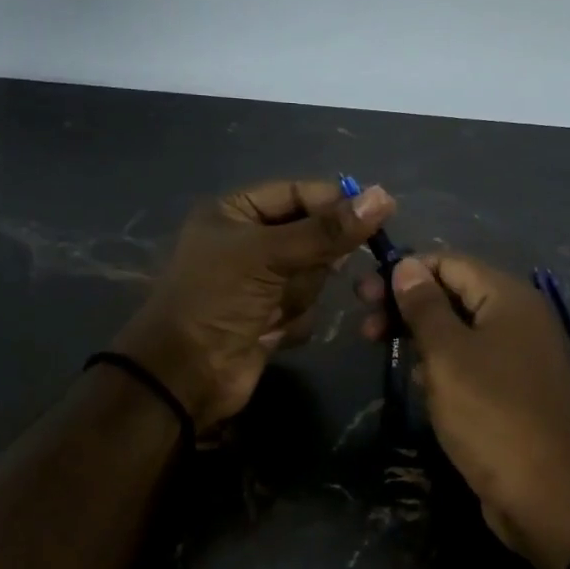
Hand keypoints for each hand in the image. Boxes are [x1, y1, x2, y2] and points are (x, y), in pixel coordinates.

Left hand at [116, 179, 394, 433]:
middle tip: (297, 275)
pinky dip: (294, 320)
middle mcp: (249, 242)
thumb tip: (383, 196)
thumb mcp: (269, 255)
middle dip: (312, 261)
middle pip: (312, 237)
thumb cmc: (217, 298)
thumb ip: (327, 230)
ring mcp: (261, 282)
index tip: (378, 214)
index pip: (298, 194)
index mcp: (236, 212)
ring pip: (313, 275)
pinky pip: (307, 307)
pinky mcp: (271, 317)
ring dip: (299, 294)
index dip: (334, 203)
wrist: (186, 374)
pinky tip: (270, 330)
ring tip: (273, 309)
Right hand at [358, 254, 569, 568]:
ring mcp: (519, 356)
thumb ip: (425, 307)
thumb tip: (406, 265)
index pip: (449, 263)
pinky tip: (418, 381)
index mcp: (508, 298)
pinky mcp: (514, 390)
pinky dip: (442, 364)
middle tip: (366, 328)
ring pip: (460, 330)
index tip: (363, 294)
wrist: (550, 495)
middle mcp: (519, 318)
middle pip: (454, 294)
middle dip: (407, 305)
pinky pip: (471, 362)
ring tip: (382, 350)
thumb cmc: (492, 415)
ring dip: (420, 335)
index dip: (405, 272)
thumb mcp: (448, 356)